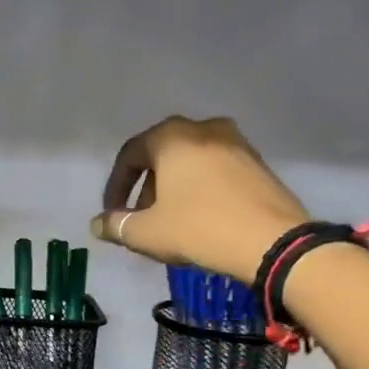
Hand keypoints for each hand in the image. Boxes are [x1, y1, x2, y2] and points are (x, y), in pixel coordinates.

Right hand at [91, 116, 310, 280]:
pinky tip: (202, 217)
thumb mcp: (147, 233)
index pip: (130, 154)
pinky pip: (216, 170)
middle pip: (161, 155)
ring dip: (174, 188)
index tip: (112, 214)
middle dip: (146, 187)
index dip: (115, 186)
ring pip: (191, 161)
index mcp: (171, 137)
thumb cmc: (198, 228)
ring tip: (171, 220)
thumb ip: (116, 225)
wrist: (271, 240)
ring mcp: (235, 142)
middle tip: (142, 218)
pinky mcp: (257, 162)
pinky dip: (200, 188)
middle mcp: (203, 128)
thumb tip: (97, 224)